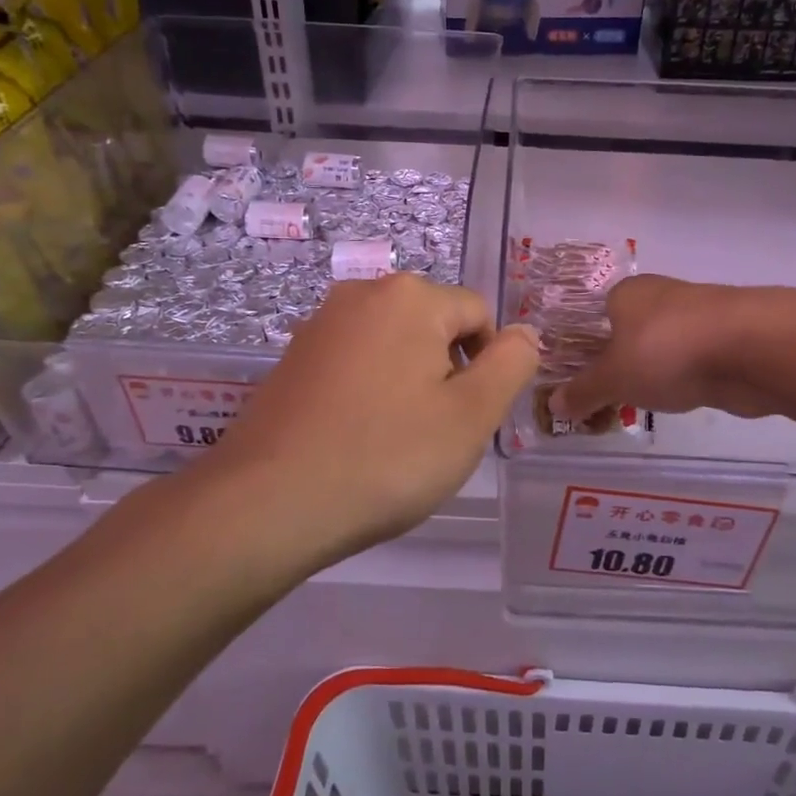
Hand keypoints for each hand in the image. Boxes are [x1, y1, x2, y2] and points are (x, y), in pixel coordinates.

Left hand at [210, 274, 538, 562]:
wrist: (268, 502)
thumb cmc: (386, 457)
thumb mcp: (470, 416)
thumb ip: (510, 365)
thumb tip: (526, 332)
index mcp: (411, 297)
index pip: (478, 314)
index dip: (489, 364)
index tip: (471, 416)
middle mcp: (362, 293)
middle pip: (433, 325)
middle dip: (447, 371)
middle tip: (437, 432)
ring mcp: (320, 324)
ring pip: (393, 345)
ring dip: (409, 383)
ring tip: (396, 440)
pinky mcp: (292, 357)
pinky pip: (355, 362)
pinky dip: (369, 391)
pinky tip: (357, 438)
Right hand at [551, 275, 774, 424]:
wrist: (750, 349)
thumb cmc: (666, 351)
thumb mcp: (613, 378)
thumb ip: (584, 392)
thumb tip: (553, 404)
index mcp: (626, 294)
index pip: (597, 315)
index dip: (586, 346)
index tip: (581, 378)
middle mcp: (661, 296)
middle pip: (631, 330)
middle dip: (621, 361)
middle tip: (607, 397)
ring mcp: (698, 316)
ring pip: (664, 346)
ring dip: (655, 370)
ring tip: (641, 403)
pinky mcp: (727, 339)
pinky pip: (693, 361)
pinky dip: (684, 377)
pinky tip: (680, 398)